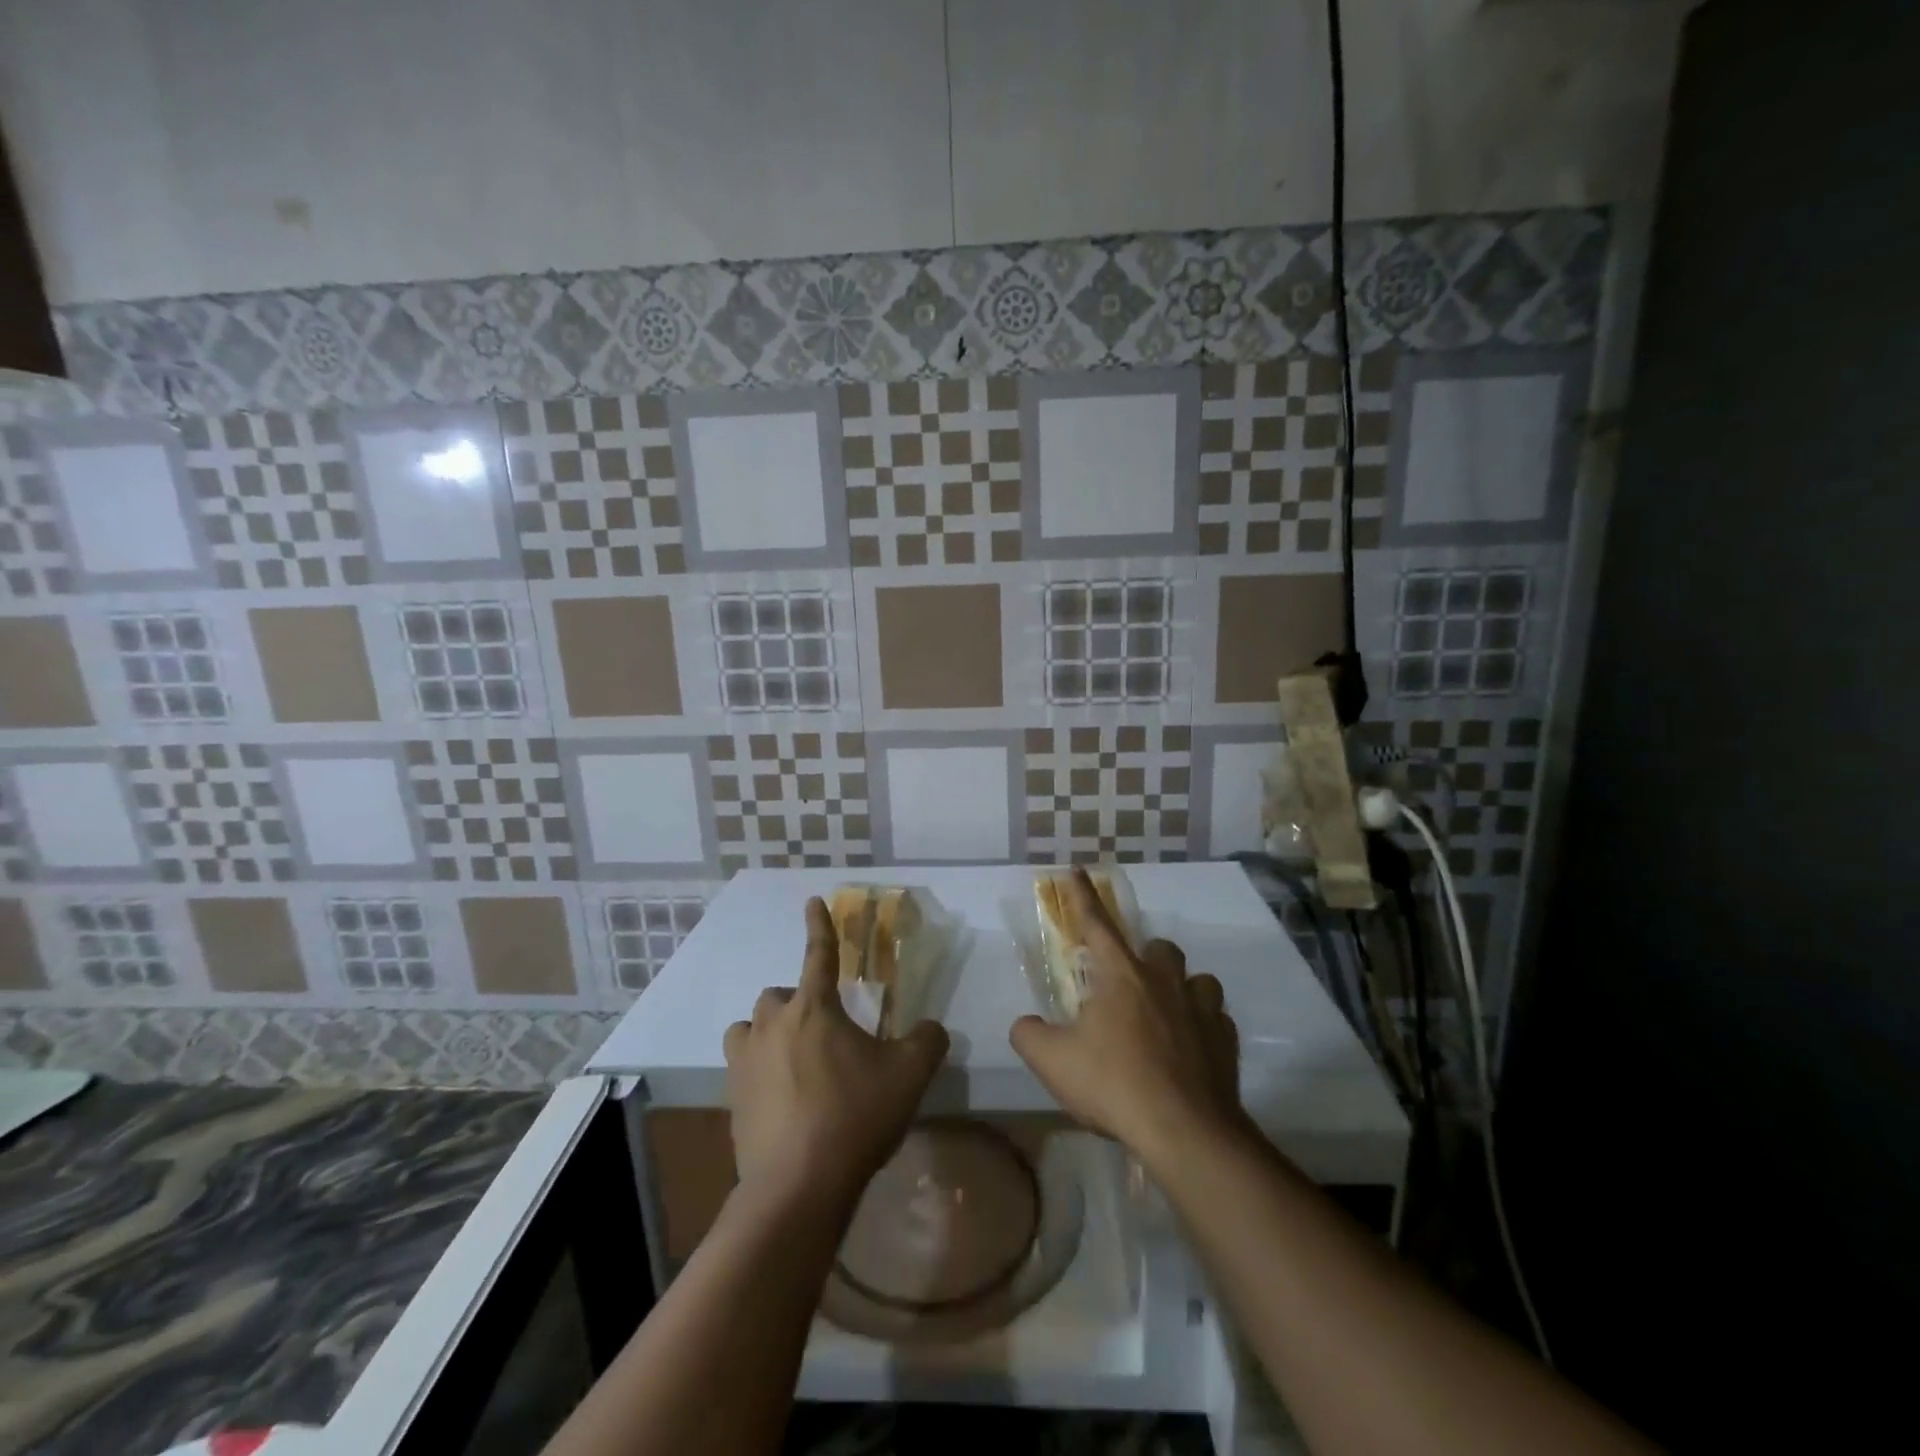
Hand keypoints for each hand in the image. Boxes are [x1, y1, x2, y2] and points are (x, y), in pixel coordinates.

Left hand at [724, 898, 950, 1208]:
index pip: (818, 954)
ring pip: (749, 1028)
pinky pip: (741, 1068)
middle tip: (823, 1029)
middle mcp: (772, 1025)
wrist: (797, 1187)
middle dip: (797, 1002)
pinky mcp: (731, 1099)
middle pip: (777, 994)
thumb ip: (928, 1041)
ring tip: (793, 1057)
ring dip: (768, 1033)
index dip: (819, 926)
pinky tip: (781, 1098)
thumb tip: (932, 1029)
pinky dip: (758, 1071)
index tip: (812, 900)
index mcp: (814, 1008)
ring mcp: (745, 1062)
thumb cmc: (855, 1117)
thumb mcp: (909, 1075)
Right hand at [1011, 868, 1244, 1167]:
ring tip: (1166, 1013)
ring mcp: (1202, 1010)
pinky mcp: (1226, 1042)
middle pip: (1159, 948)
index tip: (1078, 870)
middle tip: (1127, 985)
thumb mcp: (1052, 1061)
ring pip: (1198, 979)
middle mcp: (1164, 982)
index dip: (1083, 897)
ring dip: (1181, 988)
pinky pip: (1216, 1020)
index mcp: (1121, 975)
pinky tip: (1191, 1050)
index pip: (1096, 924)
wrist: (1184, 1132)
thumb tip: (1026, 1026)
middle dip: (1144, 956)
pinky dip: (1203, 1027)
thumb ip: (1029, 1035)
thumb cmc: (1114, 1084)